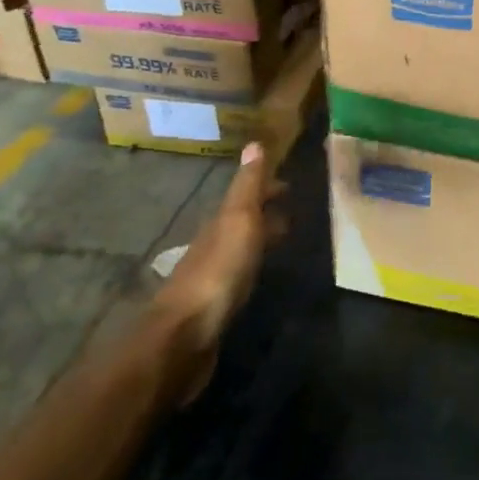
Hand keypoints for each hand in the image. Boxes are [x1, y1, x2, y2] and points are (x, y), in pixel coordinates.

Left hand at [151, 143, 281, 403]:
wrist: (185, 337)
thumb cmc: (218, 271)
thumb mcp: (238, 220)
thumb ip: (248, 186)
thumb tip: (254, 143)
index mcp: (220, 222)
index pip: (245, 196)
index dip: (266, 188)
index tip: (290, 184)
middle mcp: (213, 245)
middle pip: (241, 221)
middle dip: (265, 211)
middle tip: (293, 209)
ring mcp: (212, 277)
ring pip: (240, 248)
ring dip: (260, 239)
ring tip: (285, 238)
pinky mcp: (214, 306)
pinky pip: (239, 275)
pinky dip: (254, 266)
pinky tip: (262, 275)